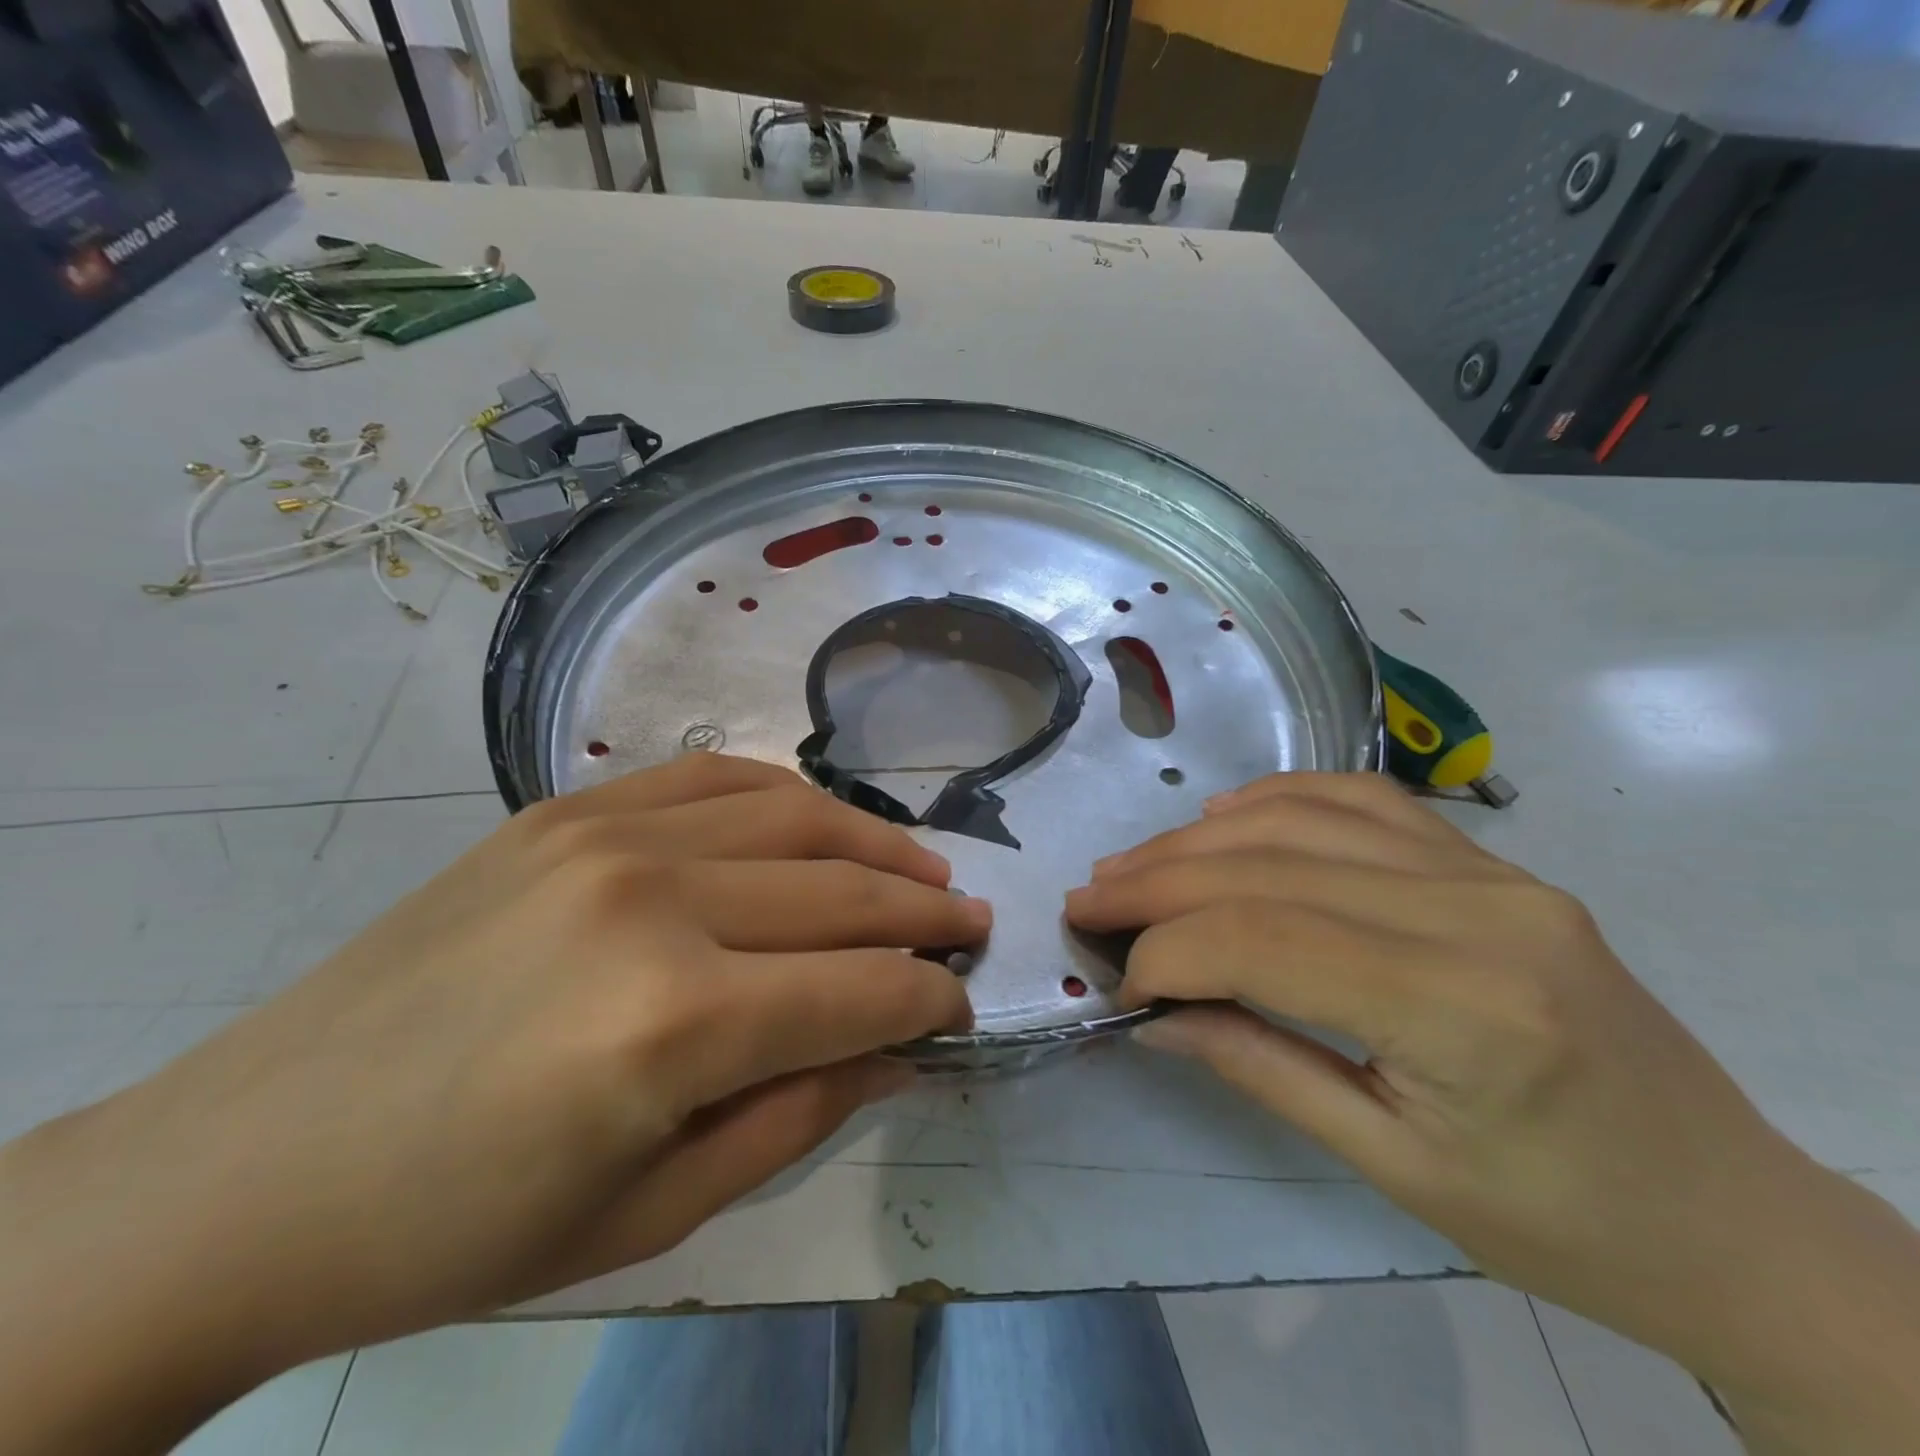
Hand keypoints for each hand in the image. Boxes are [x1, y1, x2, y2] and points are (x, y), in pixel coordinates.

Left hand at [0, 755, 982, 1454]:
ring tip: (925, 870)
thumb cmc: (459, 1227)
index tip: (963, 1005)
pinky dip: (789, 796)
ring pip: (794, 816)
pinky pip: (716, 778)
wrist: (250, 1164)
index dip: (928, 999)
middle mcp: (654, 901)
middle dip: (925, 915)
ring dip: (875, 846)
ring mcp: (608, 835)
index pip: (859, 990)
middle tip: (972, 925)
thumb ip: (801, 1112)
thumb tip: (900, 1051)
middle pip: (840, 894)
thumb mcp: (655, 1212)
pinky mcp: (568, 809)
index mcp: (673, 1024)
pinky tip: (824, 822)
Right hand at [1067, 773, 1919, 1454]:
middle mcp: (1479, 911)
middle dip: (1159, 882)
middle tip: (1089, 900)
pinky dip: (1277, 800)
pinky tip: (1223, 818)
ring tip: (1132, 864)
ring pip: (1303, 821)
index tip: (1116, 979)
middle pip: (1270, 867)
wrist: (1730, 1213)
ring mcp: (1492, 871)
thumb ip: (1261, 1066)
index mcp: (1465, 1008)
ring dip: (1199, 839)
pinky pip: (1361, 800)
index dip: (1168, 949)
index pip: (1265, 938)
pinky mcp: (1493, 861)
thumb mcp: (1396, 1168)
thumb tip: (1154, 1013)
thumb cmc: (1564, 1223)